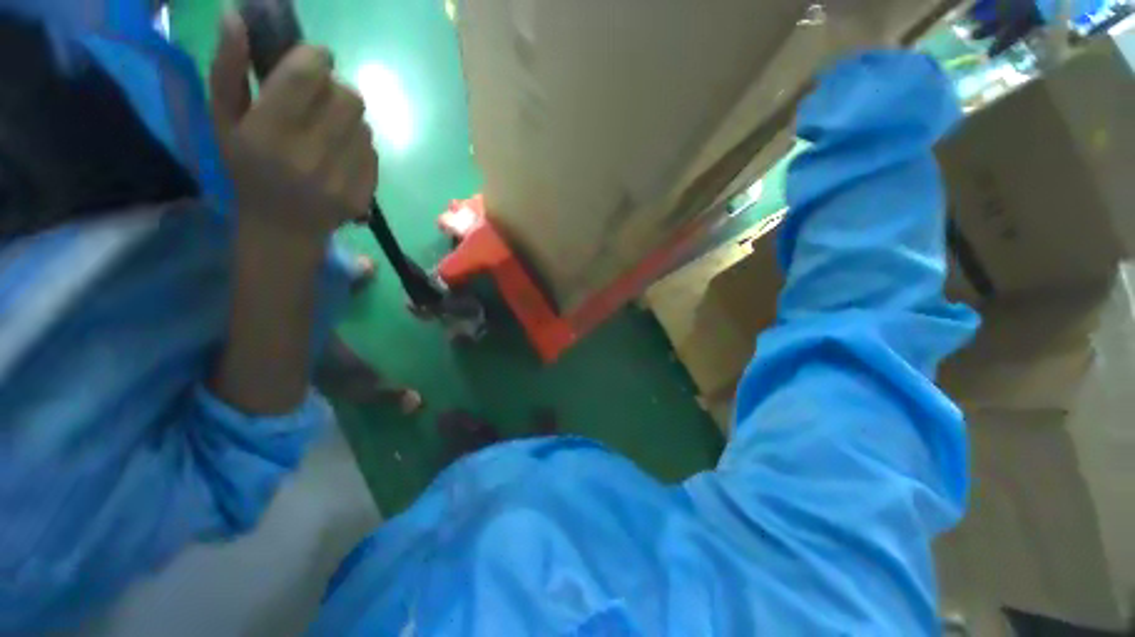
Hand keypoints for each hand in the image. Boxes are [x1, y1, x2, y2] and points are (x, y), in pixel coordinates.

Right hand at [209, 14, 376, 240]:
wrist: (283, 228)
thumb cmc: (246, 169)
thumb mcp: (223, 119)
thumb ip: (228, 67)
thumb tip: (234, 14)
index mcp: (269, 131)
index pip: (309, 74)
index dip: (318, 58)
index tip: (314, 60)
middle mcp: (311, 153)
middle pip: (348, 97)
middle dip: (334, 89)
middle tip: (319, 99)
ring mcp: (343, 177)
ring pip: (364, 124)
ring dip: (348, 118)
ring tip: (328, 131)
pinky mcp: (365, 193)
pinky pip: (373, 151)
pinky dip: (359, 145)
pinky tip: (340, 155)